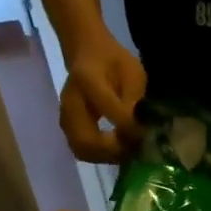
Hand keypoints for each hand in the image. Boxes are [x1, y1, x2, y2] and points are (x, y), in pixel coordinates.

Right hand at [59, 34, 146, 164]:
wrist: (87, 54)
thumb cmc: (114, 62)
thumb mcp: (132, 72)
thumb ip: (135, 99)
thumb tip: (140, 131)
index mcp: (87, 79)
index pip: (106, 108)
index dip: (127, 126)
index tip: (144, 133)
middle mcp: (70, 101)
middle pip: (85, 140)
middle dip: (113, 152)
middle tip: (134, 150)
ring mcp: (65, 117)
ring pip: (82, 150)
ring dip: (107, 157)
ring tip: (128, 150)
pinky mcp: (68, 127)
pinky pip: (82, 149)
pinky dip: (101, 155)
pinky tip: (118, 149)